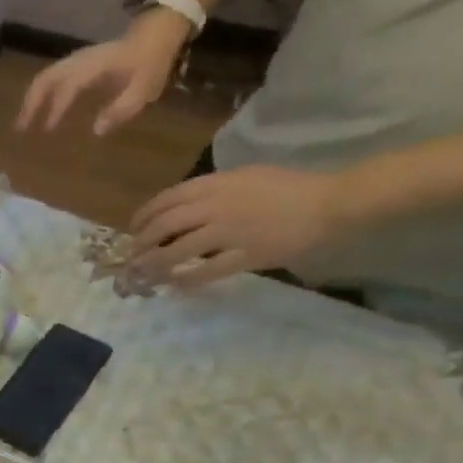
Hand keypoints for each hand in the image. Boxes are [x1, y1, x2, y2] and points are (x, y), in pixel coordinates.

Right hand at [16, 12, 191, 136]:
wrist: (155, 34)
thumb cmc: (150, 63)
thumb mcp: (144, 89)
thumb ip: (120, 110)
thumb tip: (96, 130)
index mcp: (95, 66)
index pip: (69, 84)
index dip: (57, 106)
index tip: (48, 129)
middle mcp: (80, 61)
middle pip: (46, 78)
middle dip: (32, 103)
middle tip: (21, 129)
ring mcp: (76, 61)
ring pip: (45, 77)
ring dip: (32, 99)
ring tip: (24, 123)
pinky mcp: (76, 65)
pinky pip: (51, 78)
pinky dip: (40, 94)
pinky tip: (38, 111)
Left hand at [127, 164, 357, 287]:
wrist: (329, 202)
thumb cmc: (287, 187)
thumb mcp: (243, 177)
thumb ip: (211, 191)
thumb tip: (179, 209)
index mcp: (215, 184)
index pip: (165, 200)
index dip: (143, 217)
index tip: (133, 230)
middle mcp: (215, 207)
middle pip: (164, 226)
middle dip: (142, 244)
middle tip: (133, 257)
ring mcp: (228, 232)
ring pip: (178, 251)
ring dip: (155, 265)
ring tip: (144, 274)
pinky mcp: (244, 256)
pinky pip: (206, 271)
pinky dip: (186, 279)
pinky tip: (175, 285)